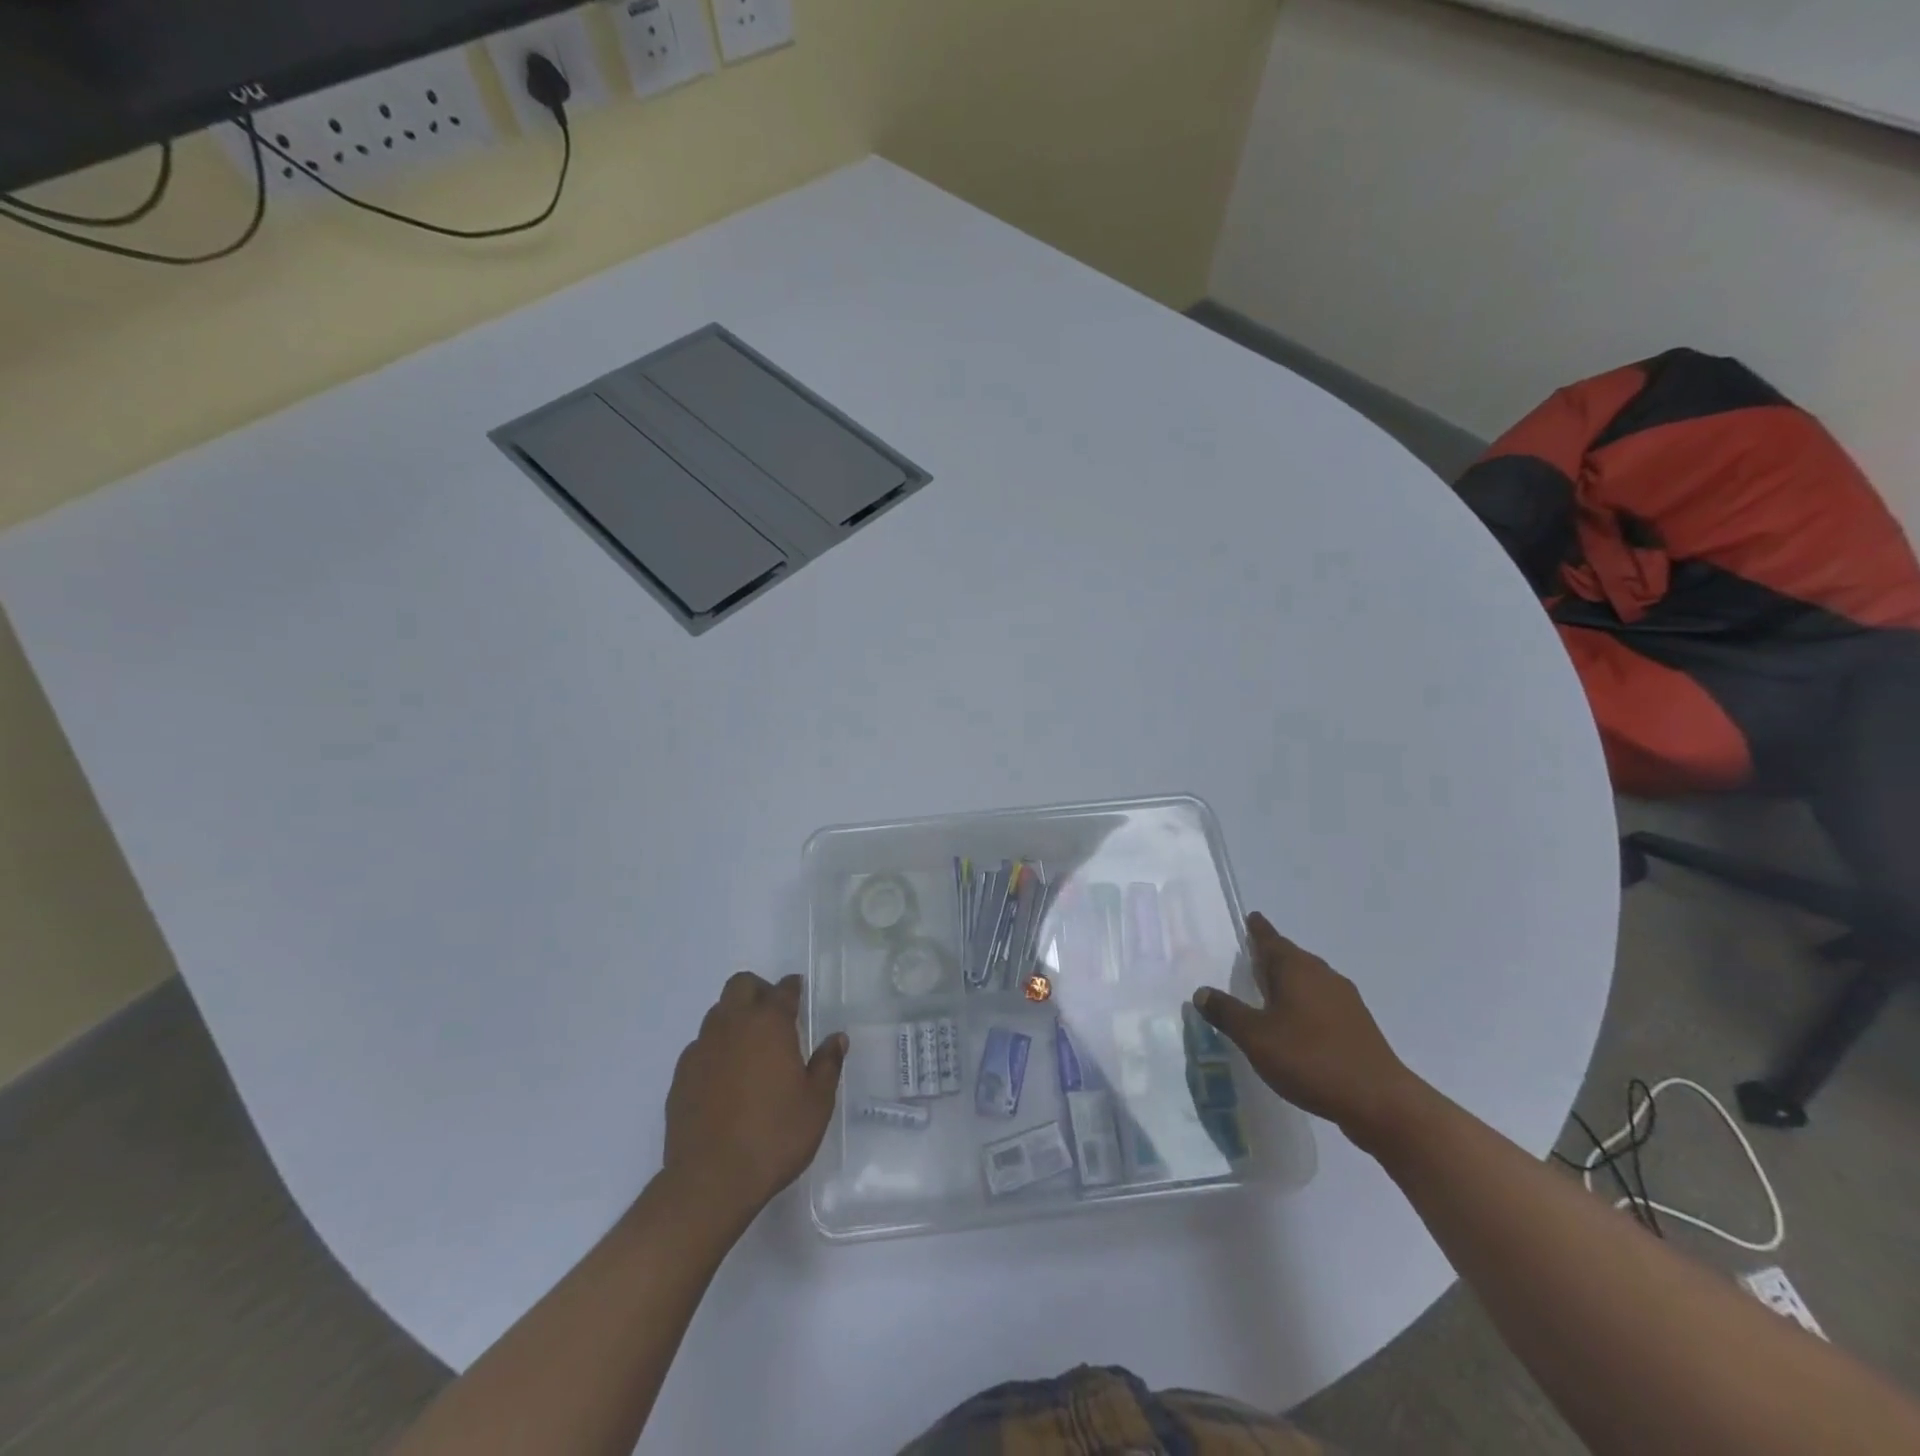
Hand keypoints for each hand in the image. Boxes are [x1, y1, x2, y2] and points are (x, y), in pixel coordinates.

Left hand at [662, 972, 847, 1225]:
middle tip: (774, 1016)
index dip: (792, 988)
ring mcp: (701, 1048)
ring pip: (717, 1013)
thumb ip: (828, 1064)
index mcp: (769, 1024)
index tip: (798, 994)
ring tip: (750, 1048)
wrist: (710, 1181)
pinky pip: (700, 1046)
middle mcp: (732, 1025)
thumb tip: (836, 1039)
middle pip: (741, 985)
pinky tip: (725, 1078)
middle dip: (759, 991)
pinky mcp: (681, 1075)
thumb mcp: (817, 1103)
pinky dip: (715, 1049)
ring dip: (735, 1018)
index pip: (783, 990)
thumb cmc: (774, 1136)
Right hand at [1194, 913, 1427, 1153]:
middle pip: (1291, 957)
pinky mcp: (1357, 1025)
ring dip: (1288, 980)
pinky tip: (1296, 1023)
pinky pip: (1322, 1000)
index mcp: (1296, 969)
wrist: (1379, 1101)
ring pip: (1309, 979)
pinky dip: (1304, 1002)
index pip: (1270, 939)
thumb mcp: (1256, 1037)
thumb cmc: (1310, 1059)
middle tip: (1250, 957)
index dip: (1258, 929)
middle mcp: (1322, 975)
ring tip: (1268, 990)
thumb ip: (1226, 1012)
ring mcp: (1345, 1000)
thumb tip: (1202, 991)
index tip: (1251, 918)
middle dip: (1271, 955)